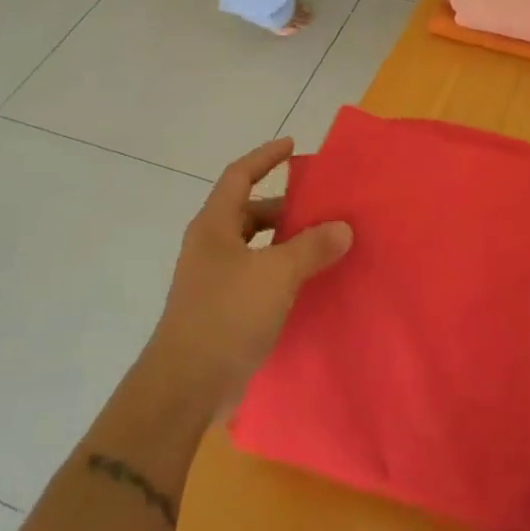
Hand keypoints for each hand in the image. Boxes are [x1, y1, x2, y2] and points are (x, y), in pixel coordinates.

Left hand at [146, 138, 351, 411]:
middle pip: (250, 212)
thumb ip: (312, 247)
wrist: (186, 385)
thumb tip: (343, 227)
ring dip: (286, 242)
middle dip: (285, 207)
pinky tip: (308, 283)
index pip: (239, 176)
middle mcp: (211, 247)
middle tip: (322, 207)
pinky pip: (258, 276)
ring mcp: (214, 279)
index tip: (292, 146)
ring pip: (256, 247)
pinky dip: (282, 272)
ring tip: (323, 244)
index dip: (265, 157)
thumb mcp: (277, 274)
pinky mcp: (223, 309)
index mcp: (215, 226)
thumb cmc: (227, 315)